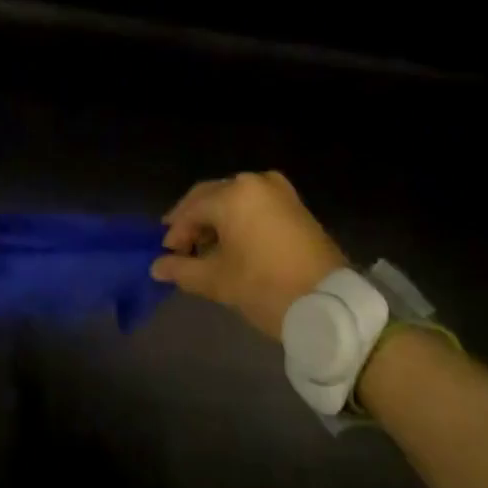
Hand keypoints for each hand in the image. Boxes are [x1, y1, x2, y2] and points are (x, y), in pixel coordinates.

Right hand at [151, 171, 348, 341]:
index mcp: (233, 194)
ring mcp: (279, 190)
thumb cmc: (267, 288)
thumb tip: (157, 267)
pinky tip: (234, 243)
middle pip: (211, 197)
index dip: (175, 232)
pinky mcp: (295, 204)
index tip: (167, 256)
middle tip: (180, 248)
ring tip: (206, 249)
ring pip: (234, 199)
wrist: (331, 305)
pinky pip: (256, 204)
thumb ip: (182, 269)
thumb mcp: (218, 281)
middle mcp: (254, 182)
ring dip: (217, 220)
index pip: (191, 209)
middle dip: (194, 221)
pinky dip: (240, 219)